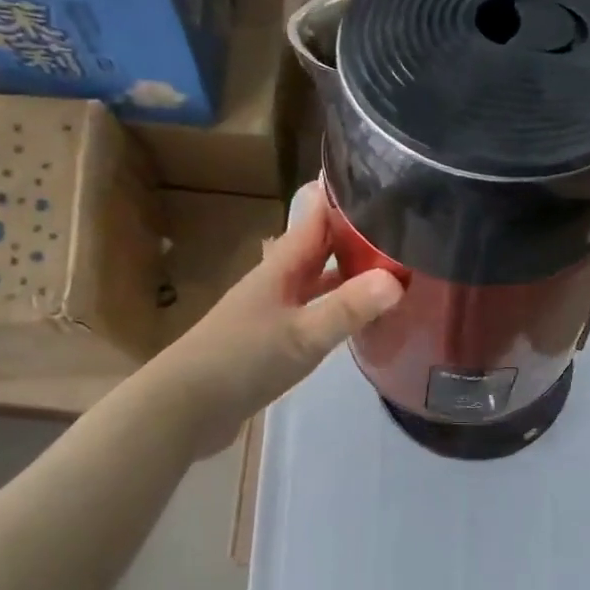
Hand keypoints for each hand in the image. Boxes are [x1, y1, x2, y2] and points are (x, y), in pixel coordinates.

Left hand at [150, 183, 404, 455]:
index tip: (385, 181)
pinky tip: (360, 320)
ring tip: (394, 270)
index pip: (317, 217)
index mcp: (282, 266)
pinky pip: (313, 312)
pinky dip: (338, 309)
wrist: (185, 408)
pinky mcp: (271, 340)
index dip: (345, 197)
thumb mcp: (302, 335)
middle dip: (357, 236)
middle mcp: (278, 281)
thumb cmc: (242, 360)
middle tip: (404, 228)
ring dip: (350, 274)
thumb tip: (397, 279)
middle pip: (321, 248)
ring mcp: (272, 310)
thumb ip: (348, 308)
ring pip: (318, 281)